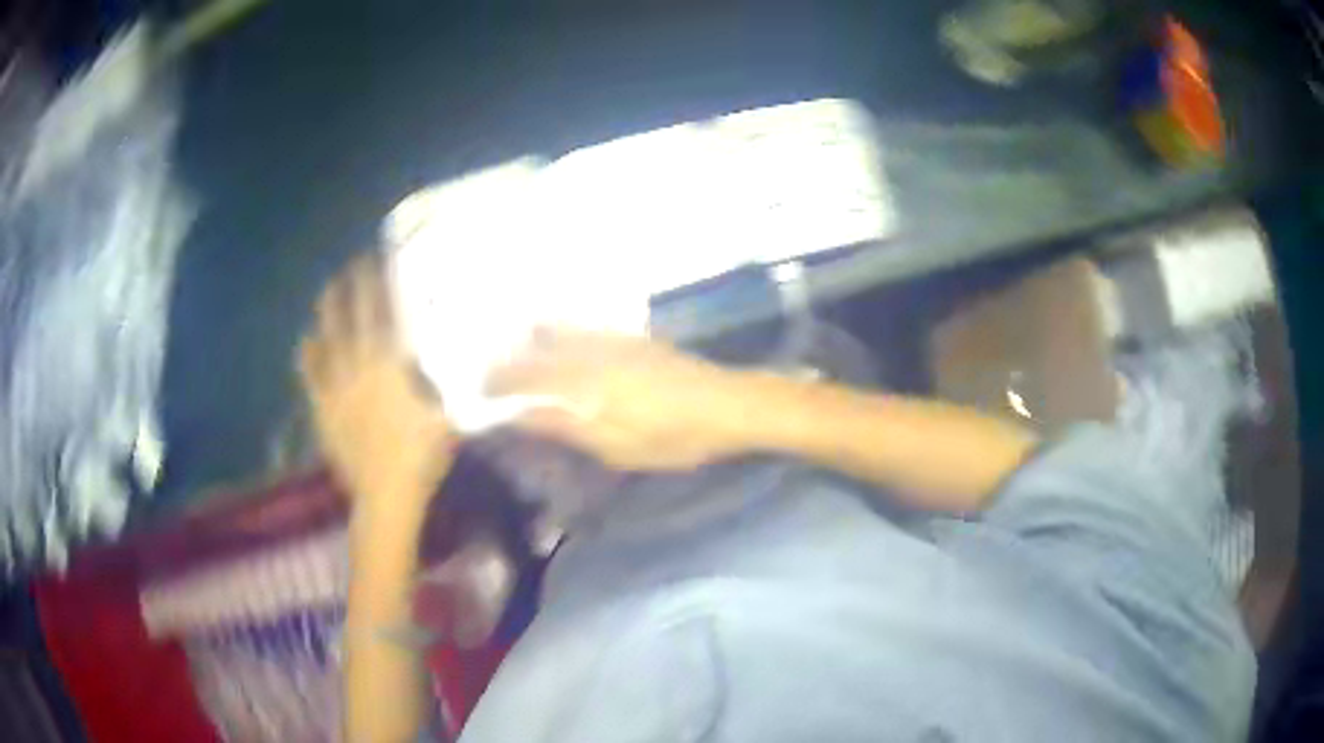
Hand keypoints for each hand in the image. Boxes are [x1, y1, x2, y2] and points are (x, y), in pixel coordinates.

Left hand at [299, 254, 454, 510]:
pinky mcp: (324, 411)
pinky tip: (305, 341)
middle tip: (347, 266)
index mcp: (390, 368)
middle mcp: (360, 369)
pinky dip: (308, 357)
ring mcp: (337, 390)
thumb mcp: (447, 416)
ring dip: (327, 315)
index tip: (372, 261)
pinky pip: (312, 378)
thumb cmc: (421, 457)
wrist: (386, 495)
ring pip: (329, 342)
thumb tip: (452, 357)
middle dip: (349, 290)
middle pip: (351, 321)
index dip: (375, 286)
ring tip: (326, 292)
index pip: (381, 315)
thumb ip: (446, 384)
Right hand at [487, 328, 748, 470]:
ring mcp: (612, 338)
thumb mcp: (616, 446)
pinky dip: (558, 334)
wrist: (726, 404)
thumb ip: (564, 426)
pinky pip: (581, 327)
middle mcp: (590, 350)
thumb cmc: (671, 436)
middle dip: (507, 359)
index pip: (525, 376)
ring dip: (530, 342)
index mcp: (583, 381)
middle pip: (535, 347)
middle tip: (490, 375)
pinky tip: (559, 345)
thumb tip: (517, 414)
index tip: (477, 392)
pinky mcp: (630, 337)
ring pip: (557, 329)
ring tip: (516, 357)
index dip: (497, 382)